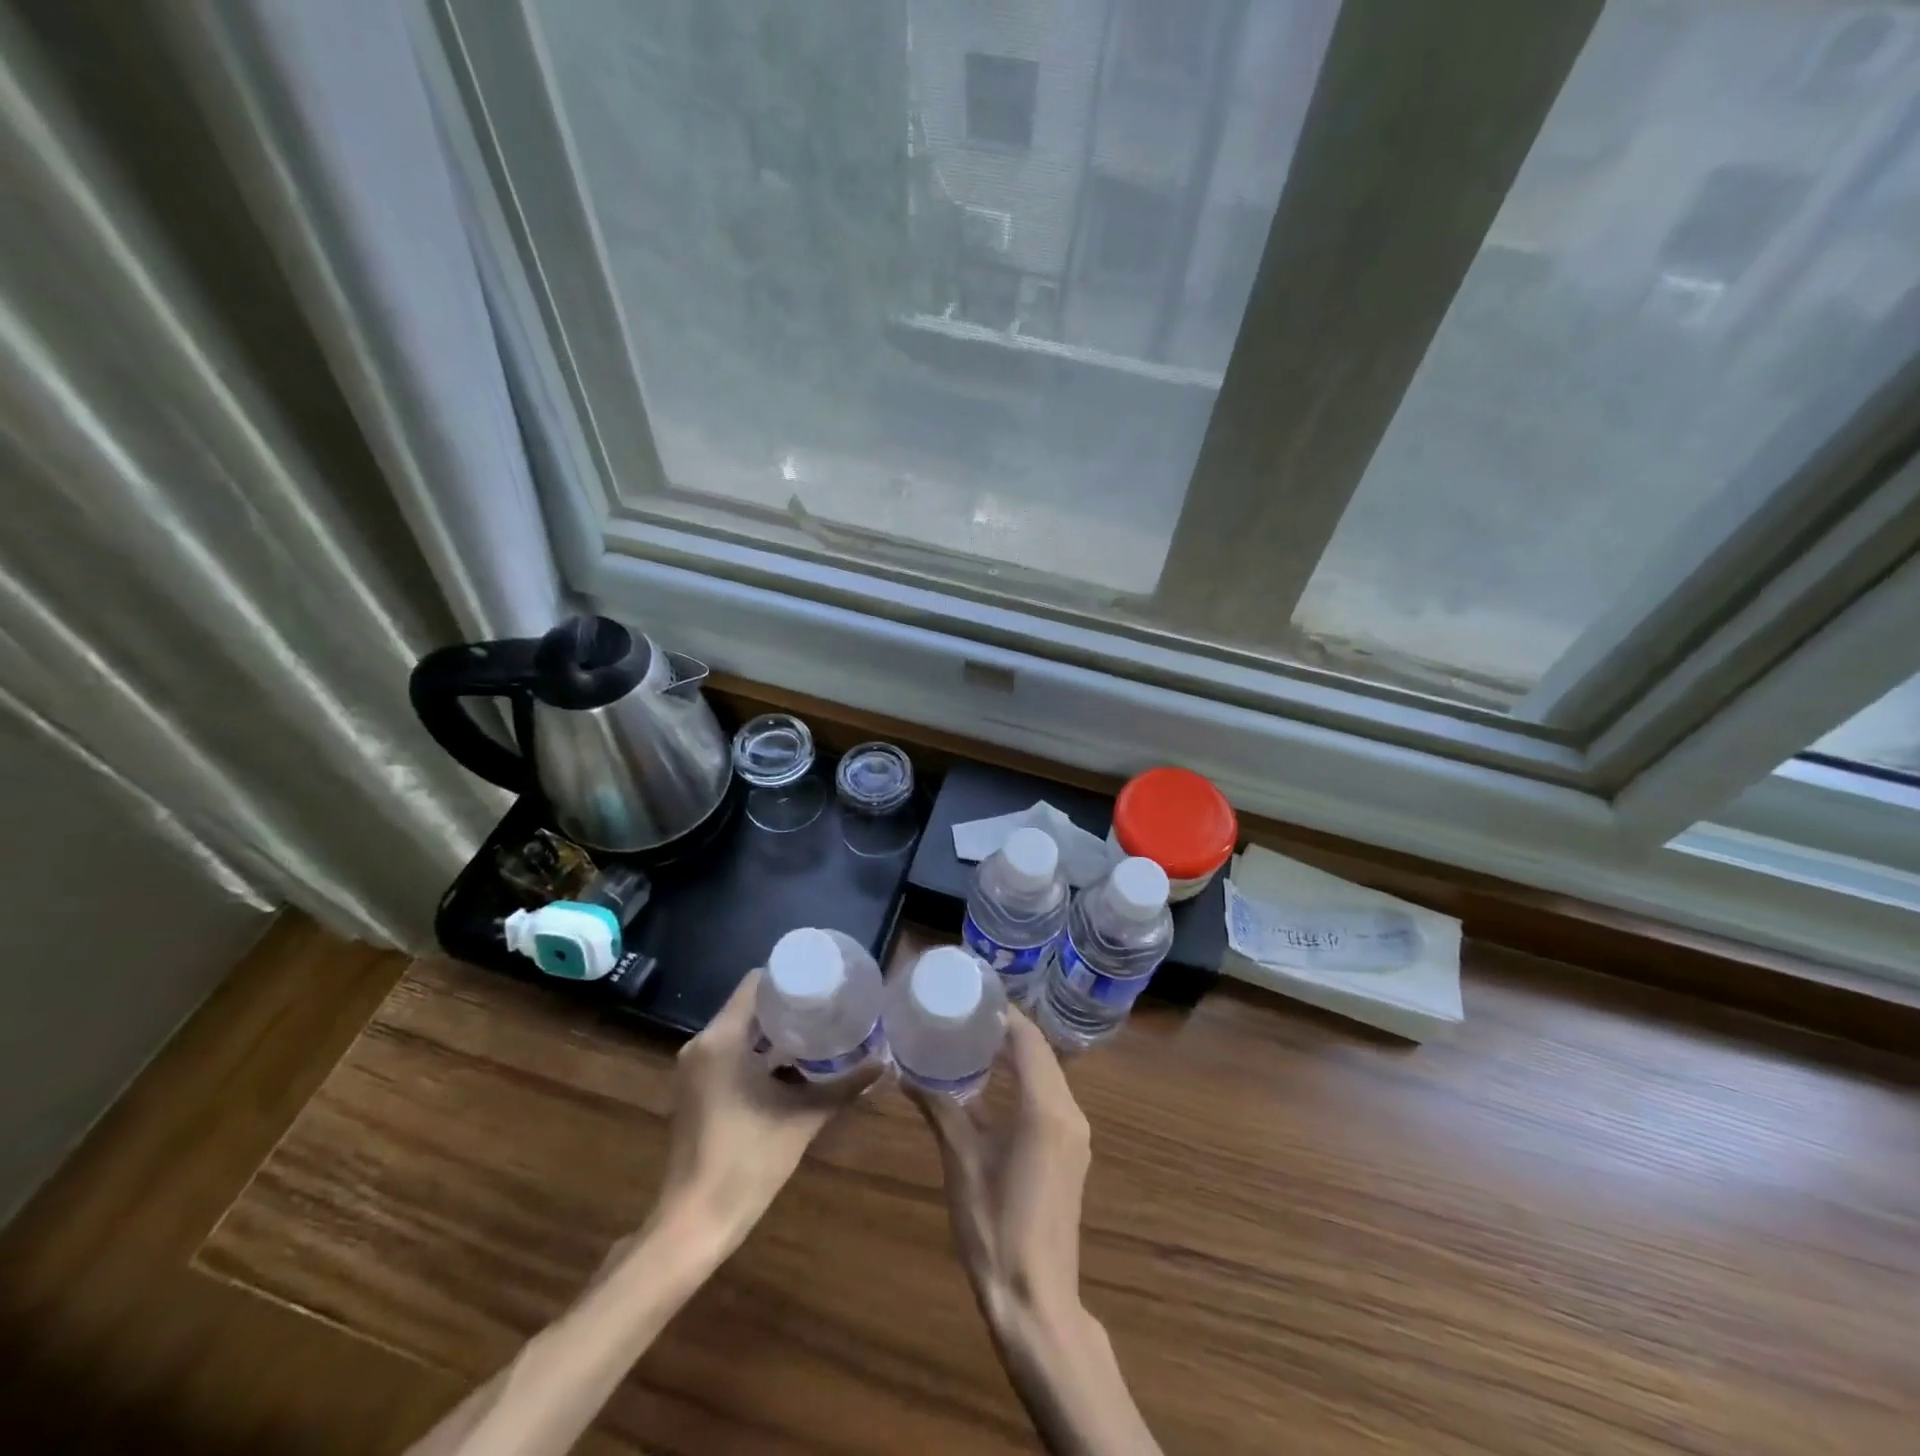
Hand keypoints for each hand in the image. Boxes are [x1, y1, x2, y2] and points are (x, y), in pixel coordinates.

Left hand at [656, 969, 879, 1244]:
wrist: (695, 1222)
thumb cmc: (747, 1161)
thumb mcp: (802, 1119)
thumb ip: (843, 1087)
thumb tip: (883, 1062)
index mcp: (723, 1039)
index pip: (755, 983)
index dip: (789, 976)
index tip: (821, 980)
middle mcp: (702, 1044)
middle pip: (749, 1005)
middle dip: (787, 1004)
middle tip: (828, 1005)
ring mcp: (695, 1068)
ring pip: (739, 1030)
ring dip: (773, 1029)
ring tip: (816, 1030)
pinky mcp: (695, 1089)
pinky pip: (729, 1052)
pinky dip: (757, 1051)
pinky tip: (790, 1064)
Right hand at [909, 1009, 1090, 1332]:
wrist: (1036, 1299)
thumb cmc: (995, 1227)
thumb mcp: (961, 1162)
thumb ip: (940, 1109)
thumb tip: (906, 1073)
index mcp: (1046, 1108)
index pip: (1028, 1040)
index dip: (1004, 1014)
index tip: (974, 995)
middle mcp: (1070, 1112)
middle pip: (1042, 1053)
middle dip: (1009, 1029)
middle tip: (968, 1014)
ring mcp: (1076, 1134)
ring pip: (1049, 1075)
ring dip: (1020, 1054)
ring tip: (977, 1039)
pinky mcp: (1072, 1152)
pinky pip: (1051, 1097)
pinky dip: (1027, 1079)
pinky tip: (997, 1084)